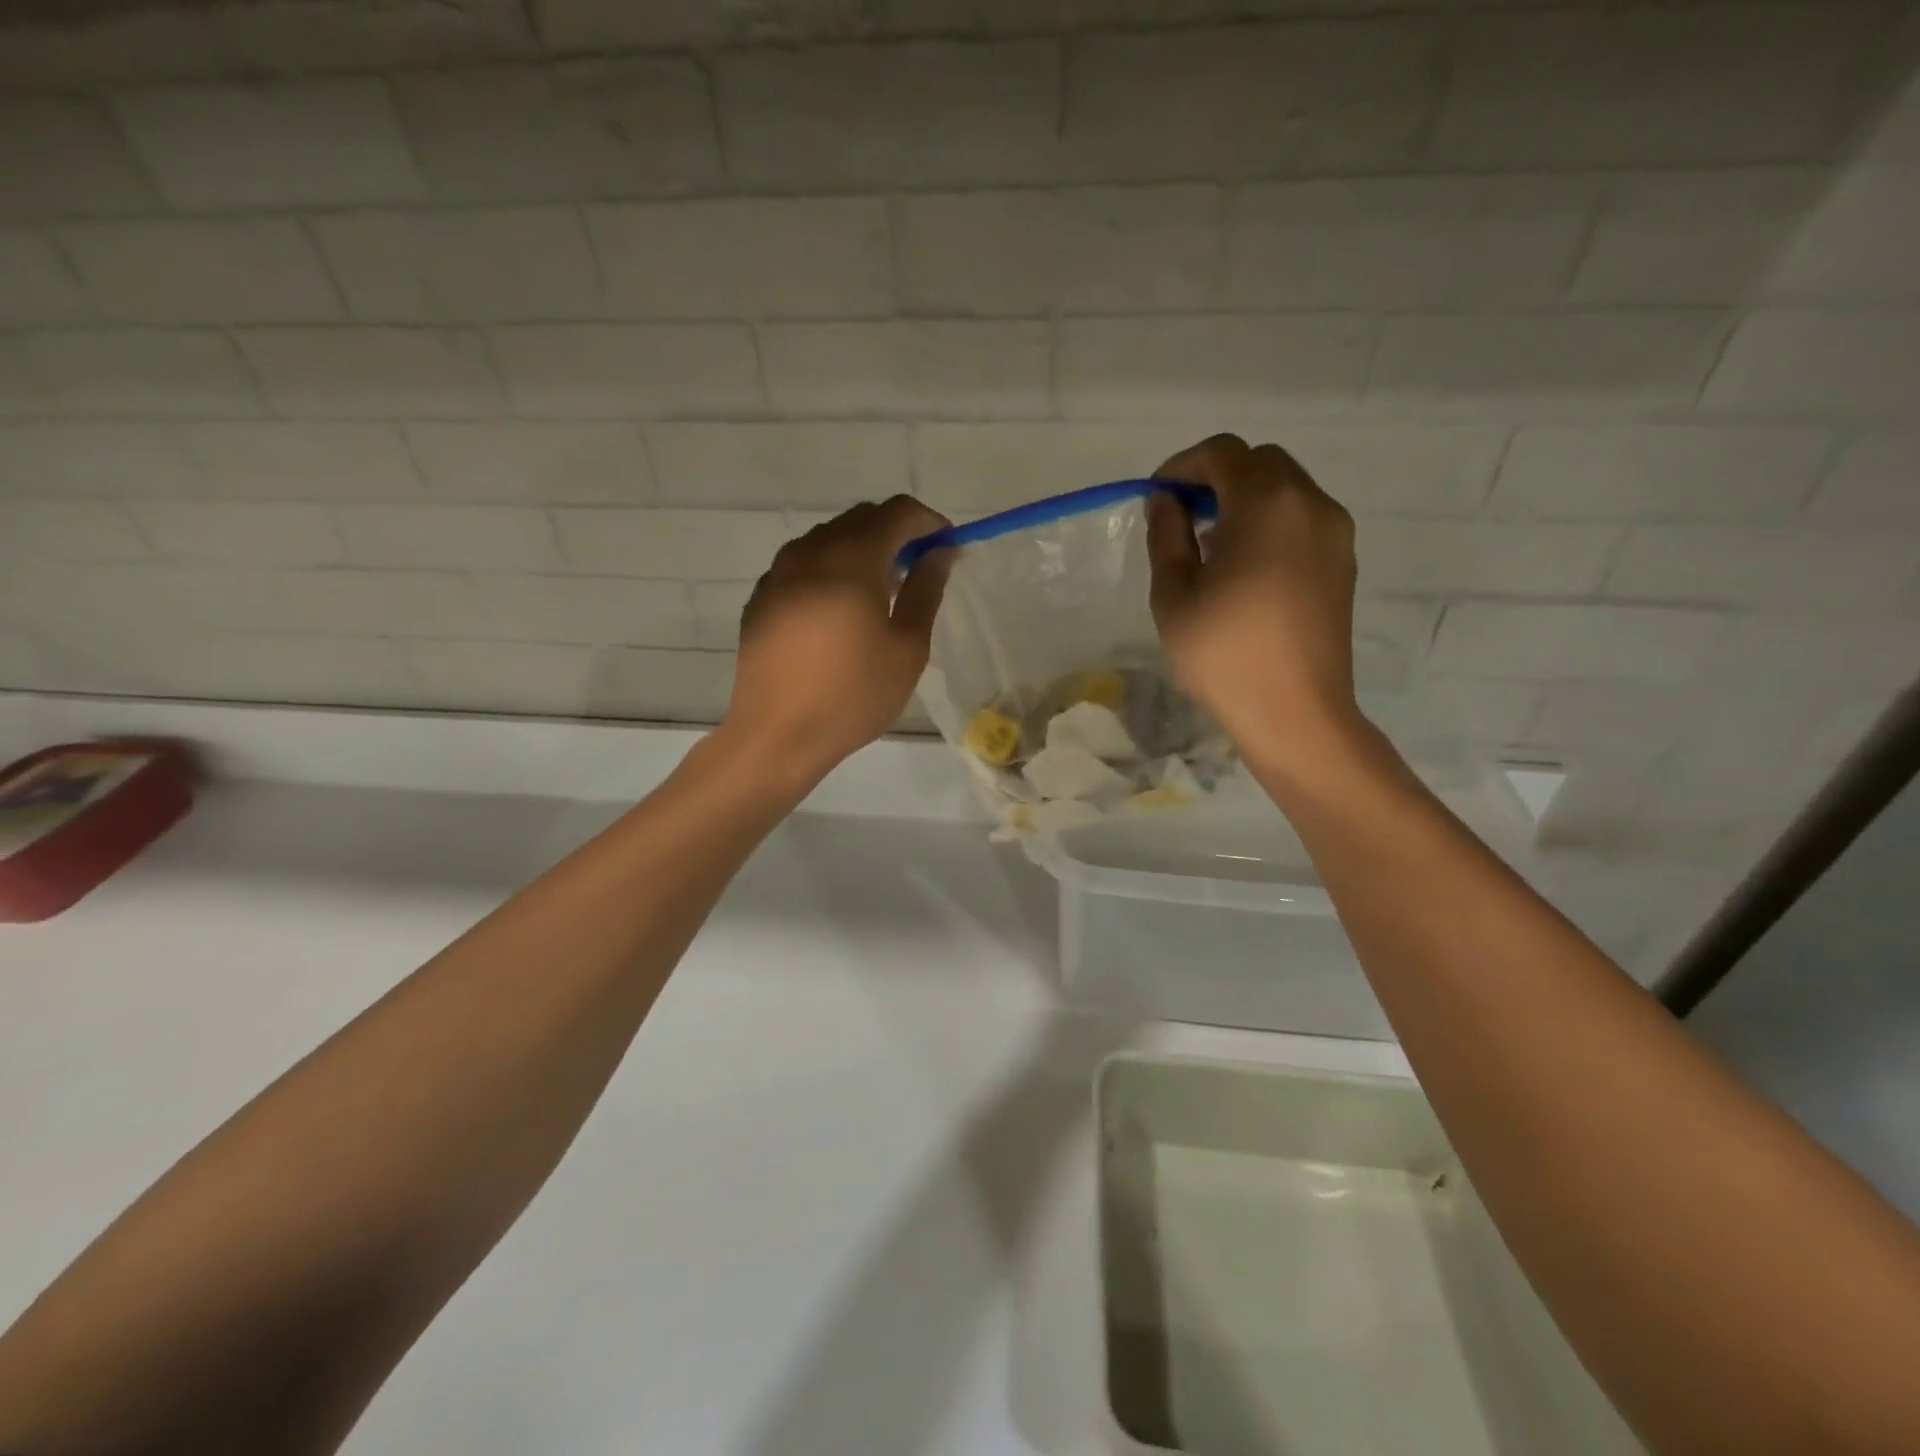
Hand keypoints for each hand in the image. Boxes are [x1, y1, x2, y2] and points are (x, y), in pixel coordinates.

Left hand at [720, 496, 952, 786]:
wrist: (777, 735)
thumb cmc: (853, 696)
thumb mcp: (907, 648)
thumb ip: (925, 590)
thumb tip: (940, 553)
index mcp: (851, 559)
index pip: (896, 512)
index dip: (927, 522)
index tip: (946, 548)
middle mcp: (809, 552)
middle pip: (859, 519)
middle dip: (895, 534)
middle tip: (916, 573)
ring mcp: (778, 573)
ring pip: (827, 538)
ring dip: (860, 551)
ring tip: (878, 595)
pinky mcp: (760, 598)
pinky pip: (802, 564)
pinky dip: (829, 570)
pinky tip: (838, 612)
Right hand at [1147, 434, 1361, 772]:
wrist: (1295, 712)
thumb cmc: (1224, 654)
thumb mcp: (1174, 595)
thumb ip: (1167, 536)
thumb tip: (1166, 502)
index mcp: (1266, 504)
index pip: (1223, 453)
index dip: (1182, 466)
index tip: (1157, 499)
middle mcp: (1310, 503)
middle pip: (1260, 463)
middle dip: (1216, 477)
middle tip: (1182, 518)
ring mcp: (1334, 532)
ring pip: (1285, 488)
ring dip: (1244, 499)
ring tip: (1209, 544)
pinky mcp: (1343, 561)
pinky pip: (1302, 518)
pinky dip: (1269, 522)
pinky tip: (1243, 565)